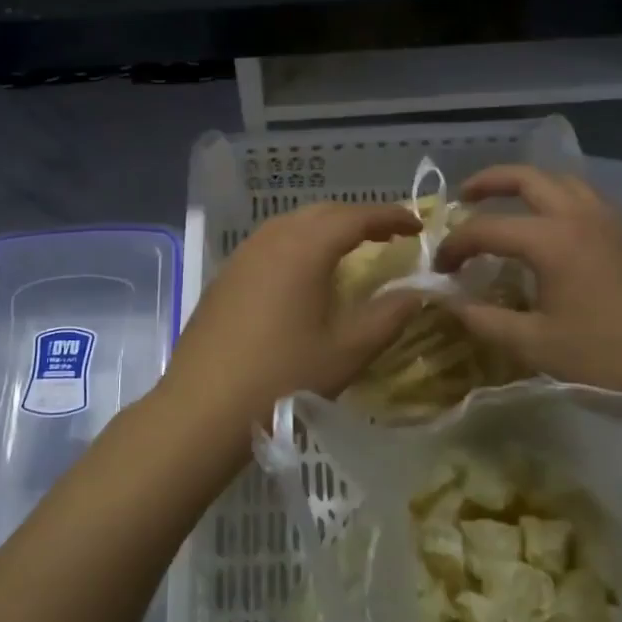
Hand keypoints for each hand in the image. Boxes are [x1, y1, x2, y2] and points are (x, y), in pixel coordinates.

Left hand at [156, 202, 426, 450]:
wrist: (203, 408)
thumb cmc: (283, 378)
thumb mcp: (348, 351)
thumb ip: (389, 315)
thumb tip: (417, 292)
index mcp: (305, 248)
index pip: (356, 217)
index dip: (390, 216)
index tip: (417, 225)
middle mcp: (271, 240)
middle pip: (322, 213)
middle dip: (358, 218)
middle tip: (388, 236)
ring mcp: (243, 256)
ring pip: (291, 225)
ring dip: (325, 229)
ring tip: (349, 251)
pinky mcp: (225, 276)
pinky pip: (269, 244)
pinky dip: (297, 245)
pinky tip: (303, 274)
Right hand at [433, 165, 621, 411]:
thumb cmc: (607, 359)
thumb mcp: (535, 345)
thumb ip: (485, 320)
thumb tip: (449, 303)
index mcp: (553, 241)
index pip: (487, 229)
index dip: (455, 245)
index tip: (439, 269)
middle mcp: (580, 217)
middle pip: (528, 178)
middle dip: (489, 182)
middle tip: (463, 198)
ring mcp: (609, 222)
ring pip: (561, 181)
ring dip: (527, 185)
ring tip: (505, 205)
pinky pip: (584, 198)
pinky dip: (556, 199)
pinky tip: (550, 228)